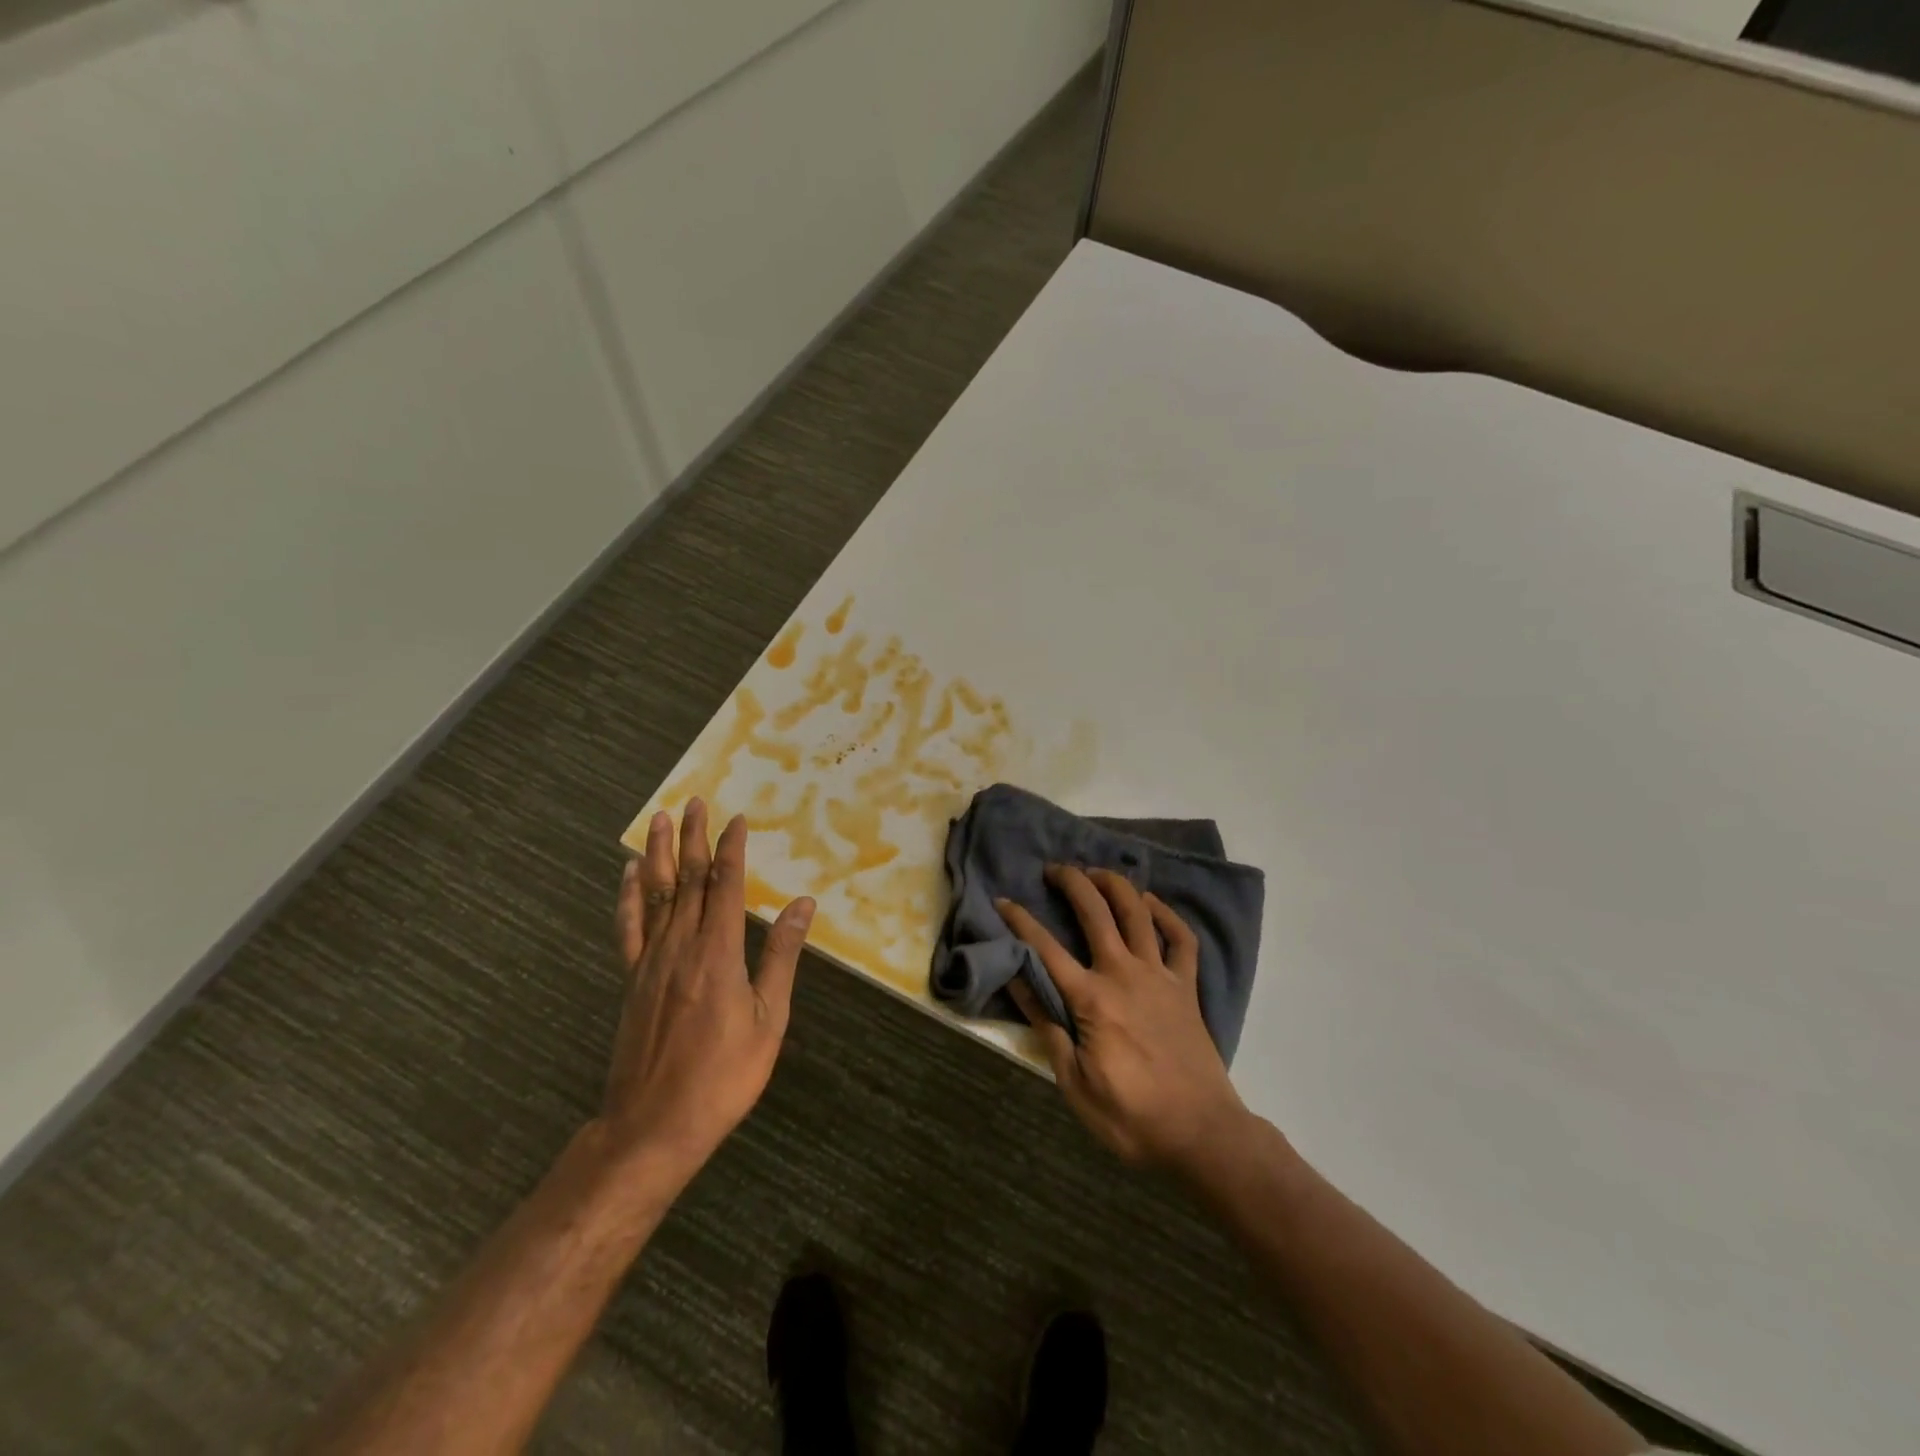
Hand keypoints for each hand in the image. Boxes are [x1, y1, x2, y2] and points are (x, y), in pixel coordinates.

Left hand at [603, 799, 814, 1183]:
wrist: (653, 1126)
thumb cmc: (723, 1076)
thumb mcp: (768, 1019)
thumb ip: (781, 957)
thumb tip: (801, 905)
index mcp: (718, 952)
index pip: (725, 886)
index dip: (732, 849)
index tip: (738, 819)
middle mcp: (680, 946)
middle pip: (688, 880)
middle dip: (694, 838)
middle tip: (694, 802)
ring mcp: (650, 961)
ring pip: (656, 894)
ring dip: (660, 853)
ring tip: (660, 819)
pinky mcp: (632, 979)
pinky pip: (629, 927)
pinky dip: (629, 896)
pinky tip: (630, 874)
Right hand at [999, 866, 1248, 1171]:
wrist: (1203, 1134)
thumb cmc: (1132, 1118)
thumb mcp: (1075, 1084)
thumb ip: (1048, 1028)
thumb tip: (1018, 983)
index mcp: (1092, 999)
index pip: (1046, 949)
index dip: (1020, 921)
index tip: (1002, 901)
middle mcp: (1124, 974)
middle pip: (1095, 912)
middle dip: (1072, 882)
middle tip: (1054, 869)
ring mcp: (1160, 976)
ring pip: (1138, 913)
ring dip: (1115, 885)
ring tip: (1096, 872)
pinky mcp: (1186, 987)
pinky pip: (1181, 939)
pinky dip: (1167, 914)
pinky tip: (1151, 903)